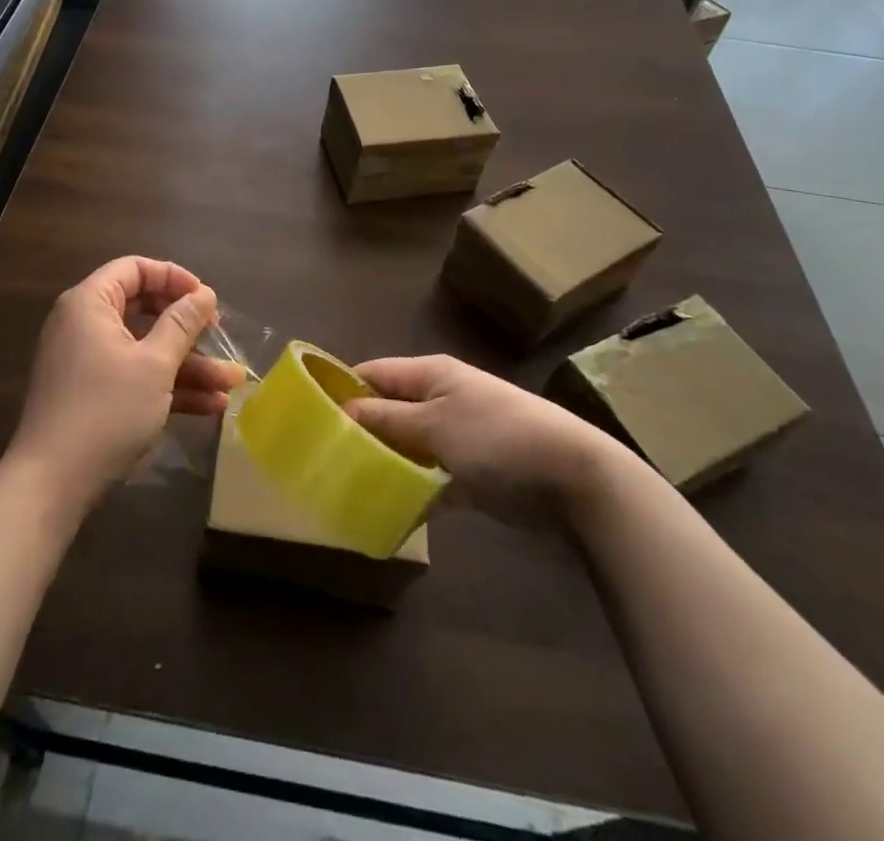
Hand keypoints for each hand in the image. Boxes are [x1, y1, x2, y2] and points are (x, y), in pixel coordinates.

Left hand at [6, 257, 242, 507]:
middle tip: (219, 337)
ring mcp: (88, 361)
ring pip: (145, 348)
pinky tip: (210, 405)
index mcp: (90, 303)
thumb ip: (182, 324)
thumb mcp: (154, 365)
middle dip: (188, 328)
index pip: (135, 269)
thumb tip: (204, 294)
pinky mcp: (93, 394)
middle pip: (144, 309)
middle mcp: (85, 324)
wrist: (52, 483)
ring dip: (188, 365)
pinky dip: (168, 386)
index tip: (206, 299)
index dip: (174, 278)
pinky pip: (135, 376)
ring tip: (231, 383)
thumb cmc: (105, 410)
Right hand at [343, 354, 632, 530]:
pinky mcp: (471, 471)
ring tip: (348, 486)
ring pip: (407, 446)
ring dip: (385, 463)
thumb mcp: (434, 425)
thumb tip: (340, 411)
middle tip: (325, 460)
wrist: (573, 477)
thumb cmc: (497, 438)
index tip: (310, 417)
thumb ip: (385, 419)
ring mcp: (457, 435)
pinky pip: (430, 477)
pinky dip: (412, 489)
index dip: (342, 389)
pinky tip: (387, 510)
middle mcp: (440, 398)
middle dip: (360, 432)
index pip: (374, 373)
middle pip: (388, 410)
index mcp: (430, 374)